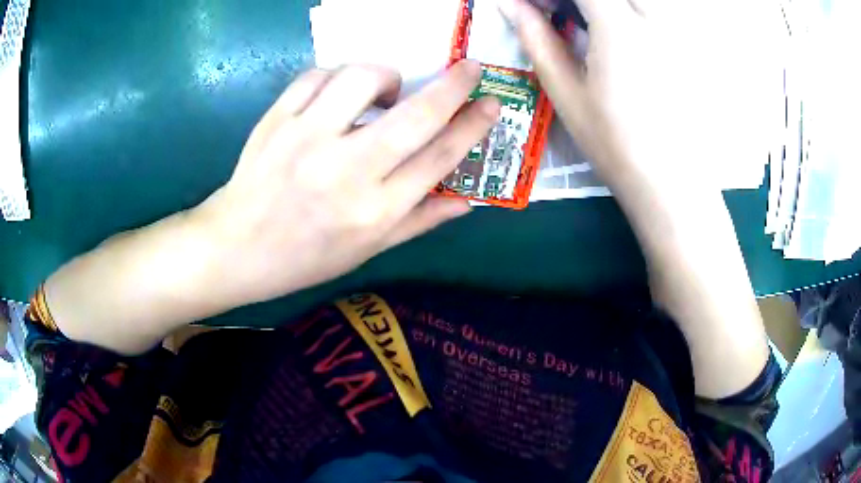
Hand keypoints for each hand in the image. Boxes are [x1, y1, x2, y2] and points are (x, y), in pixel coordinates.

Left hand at [195, 61, 499, 306]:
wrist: (237, 247)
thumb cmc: (305, 256)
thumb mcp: (367, 251)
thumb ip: (419, 222)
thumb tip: (467, 202)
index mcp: (374, 211)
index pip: (440, 158)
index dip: (473, 126)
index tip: (491, 104)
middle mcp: (346, 171)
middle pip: (416, 115)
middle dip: (453, 85)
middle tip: (471, 68)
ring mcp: (306, 139)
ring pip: (361, 80)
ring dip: (386, 76)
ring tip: (385, 91)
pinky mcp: (276, 120)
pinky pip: (317, 76)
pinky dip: (337, 77)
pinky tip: (339, 94)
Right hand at [500, 0, 770, 398]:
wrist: (672, 187)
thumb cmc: (616, 145)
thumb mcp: (566, 91)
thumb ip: (538, 38)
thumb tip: (509, 5)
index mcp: (619, 25)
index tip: (530, 7)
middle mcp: (653, 18)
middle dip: (571, 0)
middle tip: (551, 13)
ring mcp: (673, 32)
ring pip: (631, 3)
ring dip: (595, 8)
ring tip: (577, 25)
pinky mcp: (682, 47)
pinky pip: (648, 13)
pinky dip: (621, 16)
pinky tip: (609, 37)